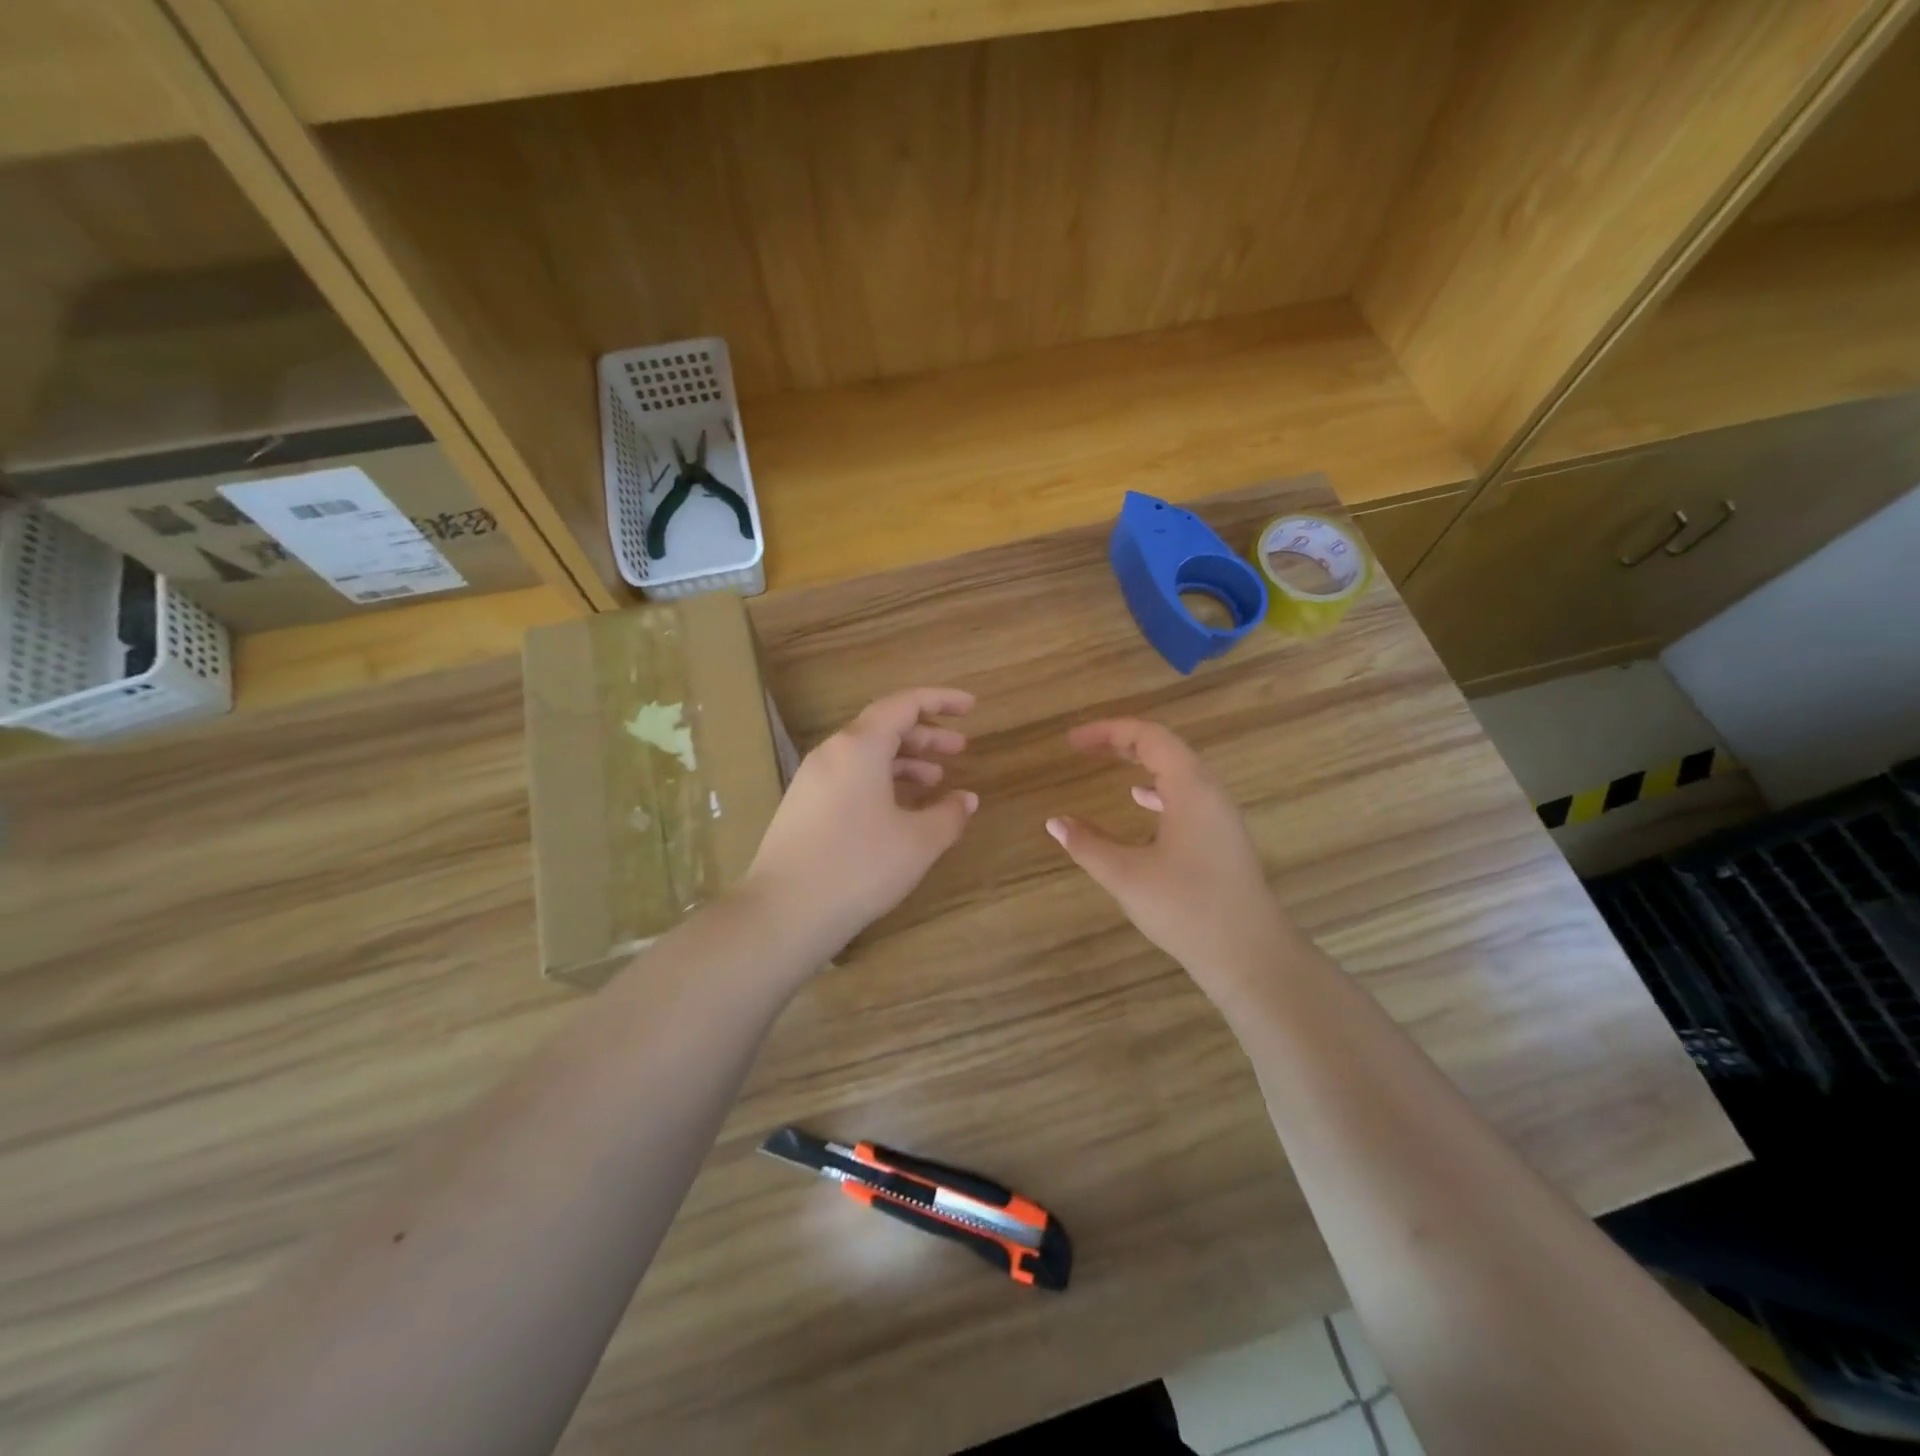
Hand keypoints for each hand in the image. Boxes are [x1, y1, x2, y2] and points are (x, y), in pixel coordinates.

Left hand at [741, 687, 978, 958]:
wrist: (784, 912)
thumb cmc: (860, 867)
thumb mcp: (918, 842)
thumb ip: (949, 814)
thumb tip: (966, 799)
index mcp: (859, 746)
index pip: (905, 704)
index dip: (942, 700)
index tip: (972, 707)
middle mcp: (832, 753)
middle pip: (884, 728)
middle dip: (926, 736)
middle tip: (961, 749)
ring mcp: (812, 779)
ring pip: (866, 755)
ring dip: (905, 762)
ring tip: (936, 783)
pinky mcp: (803, 806)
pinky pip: (850, 778)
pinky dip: (882, 782)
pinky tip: (900, 810)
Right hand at [1046, 719, 1297, 1002]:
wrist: (1250, 955)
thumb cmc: (1187, 908)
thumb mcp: (1127, 875)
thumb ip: (1088, 844)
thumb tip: (1055, 822)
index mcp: (1190, 788)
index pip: (1148, 736)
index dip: (1106, 731)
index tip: (1071, 742)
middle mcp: (1210, 792)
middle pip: (1165, 747)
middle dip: (1122, 742)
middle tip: (1083, 748)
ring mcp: (1221, 815)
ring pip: (1179, 771)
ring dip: (1141, 762)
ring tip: (1109, 765)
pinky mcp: (1222, 837)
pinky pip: (1187, 794)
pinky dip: (1158, 787)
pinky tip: (1140, 802)